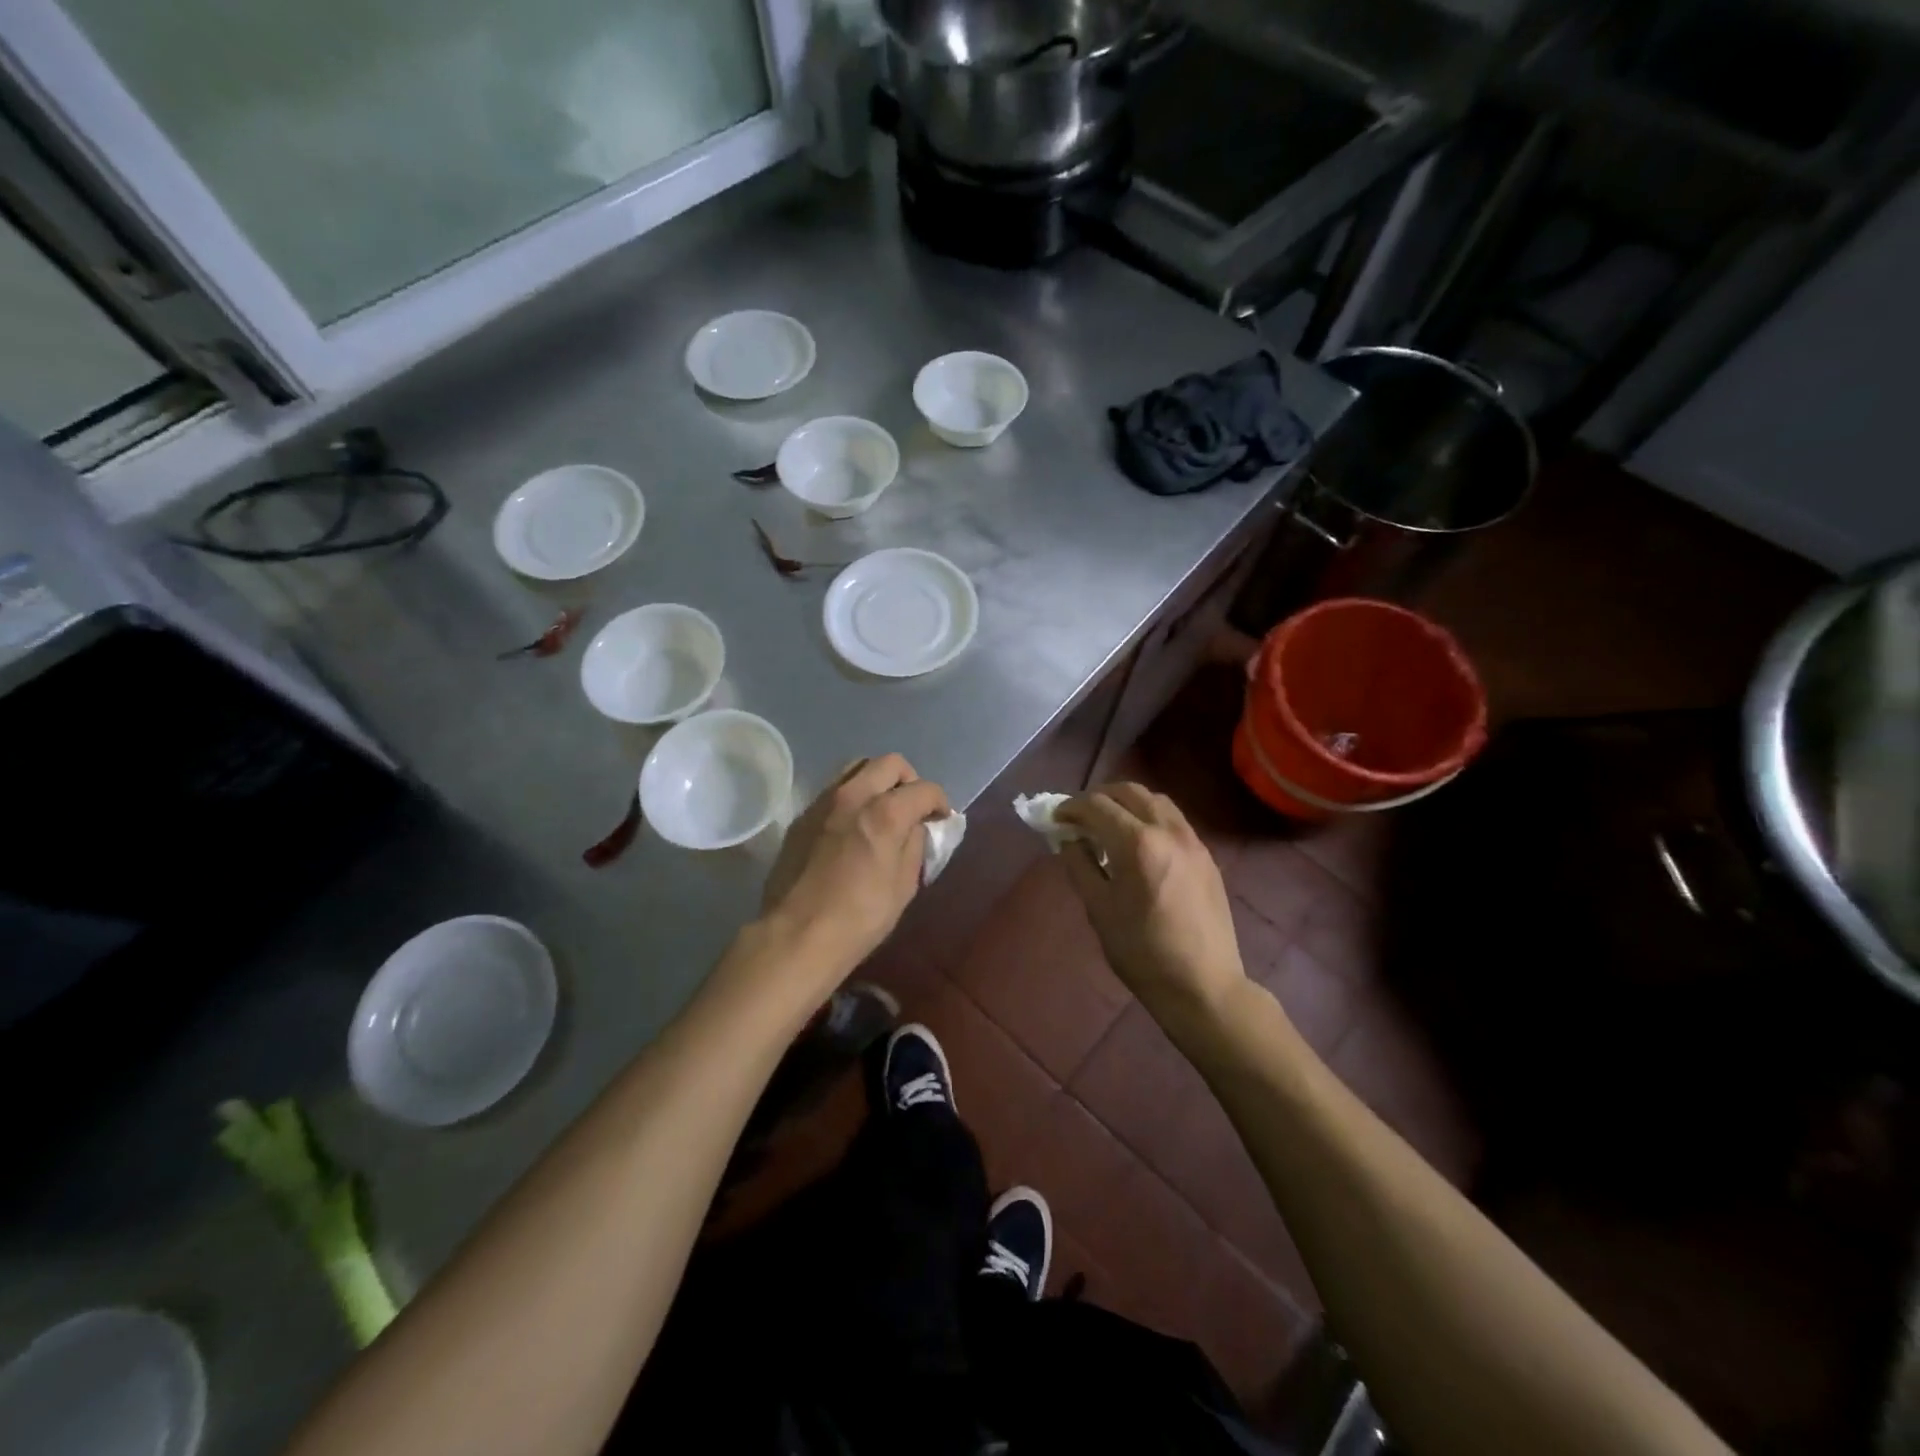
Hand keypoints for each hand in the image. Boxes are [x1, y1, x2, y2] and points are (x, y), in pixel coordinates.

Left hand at [759, 754, 949, 983]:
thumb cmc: (859, 917)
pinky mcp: (802, 816)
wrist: (796, 935)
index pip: (924, 788)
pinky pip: (833, 791)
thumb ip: (915, 846)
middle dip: (909, 781)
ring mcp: (823, 802)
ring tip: (880, 811)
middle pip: (889, 763)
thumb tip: (917, 827)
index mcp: (885, 813)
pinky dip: (851, 798)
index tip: (940, 820)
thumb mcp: (904, 886)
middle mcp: (853, 795)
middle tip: (912, 809)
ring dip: (876, 781)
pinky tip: (851, 827)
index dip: (939, 802)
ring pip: (856, 768)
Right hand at [1056, 784, 1247, 1026]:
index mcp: (1137, 843)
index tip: (1054, 818)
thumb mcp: (1099, 909)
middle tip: (1078, 817)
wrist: (1203, 985)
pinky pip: (1173, 820)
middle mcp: (1168, 830)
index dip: (1070, 807)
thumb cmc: (1142, 952)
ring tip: (1108, 824)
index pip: (1097, 806)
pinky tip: (1138, 842)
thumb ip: (1080, 865)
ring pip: (1155, 800)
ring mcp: (1192, 840)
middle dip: (1098, 797)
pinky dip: (1148, 817)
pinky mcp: (1206, 855)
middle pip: (1128, 792)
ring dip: (1126, 803)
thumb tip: (1069, 839)